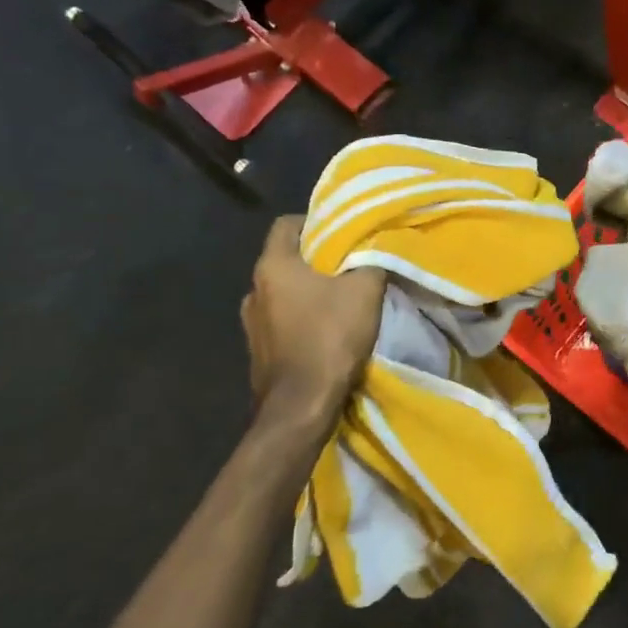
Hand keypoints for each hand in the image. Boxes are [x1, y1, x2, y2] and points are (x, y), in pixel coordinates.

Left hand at [241, 216, 385, 409]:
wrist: (301, 405)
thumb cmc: (329, 337)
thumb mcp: (365, 291)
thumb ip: (371, 261)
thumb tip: (375, 249)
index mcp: (273, 266)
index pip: (287, 224)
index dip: (316, 222)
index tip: (344, 231)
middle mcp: (253, 289)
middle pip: (286, 259)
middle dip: (318, 259)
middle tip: (350, 264)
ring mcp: (251, 323)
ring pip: (284, 292)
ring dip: (308, 291)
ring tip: (340, 299)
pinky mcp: (257, 350)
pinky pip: (282, 321)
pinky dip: (302, 318)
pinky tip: (325, 330)